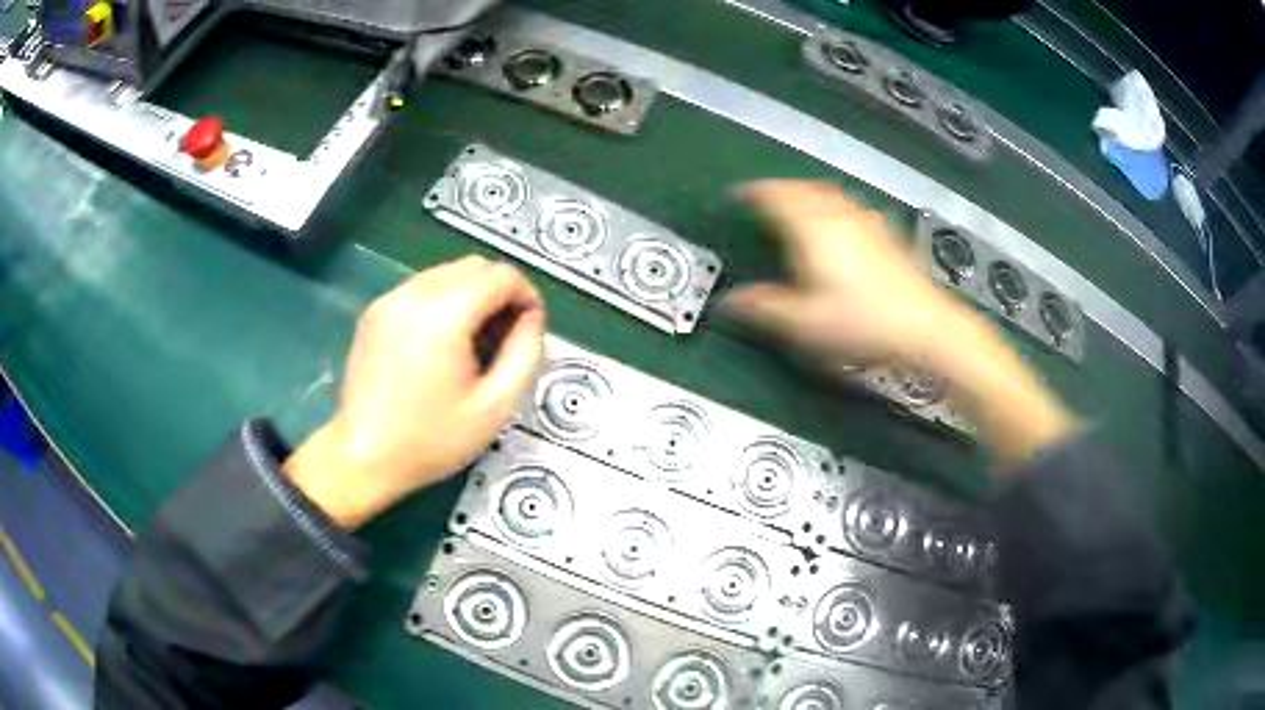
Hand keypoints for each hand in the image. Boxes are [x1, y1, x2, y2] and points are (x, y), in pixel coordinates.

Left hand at [284, 256, 546, 528]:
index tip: (530, 328)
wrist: (363, 457)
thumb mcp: (494, 407)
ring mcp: (389, 300)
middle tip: (504, 337)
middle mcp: (414, 294)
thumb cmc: (430, 440)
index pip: (501, 275)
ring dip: (471, 295)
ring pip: (447, 273)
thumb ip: (525, 353)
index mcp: (444, 315)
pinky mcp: (375, 311)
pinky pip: (421, 288)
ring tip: (473, 343)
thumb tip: (532, 319)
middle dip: (499, 293)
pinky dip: (443, 301)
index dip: (527, 295)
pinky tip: (442, 344)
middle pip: (475, 266)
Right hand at [727, 180, 1075, 466]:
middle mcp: (839, 215)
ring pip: (830, 195)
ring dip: (809, 196)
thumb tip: (730, 302)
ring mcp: (867, 222)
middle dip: (781, 191)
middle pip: (803, 189)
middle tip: (766, 201)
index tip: (739, 196)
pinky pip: (852, 208)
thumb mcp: (804, 324)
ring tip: (799, 208)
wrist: (927, 328)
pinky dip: (836, 209)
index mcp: (812, 228)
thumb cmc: (863, 323)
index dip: (753, 193)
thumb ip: (763, 309)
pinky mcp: (888, 235)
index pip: (775, 195)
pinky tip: (843, 226)